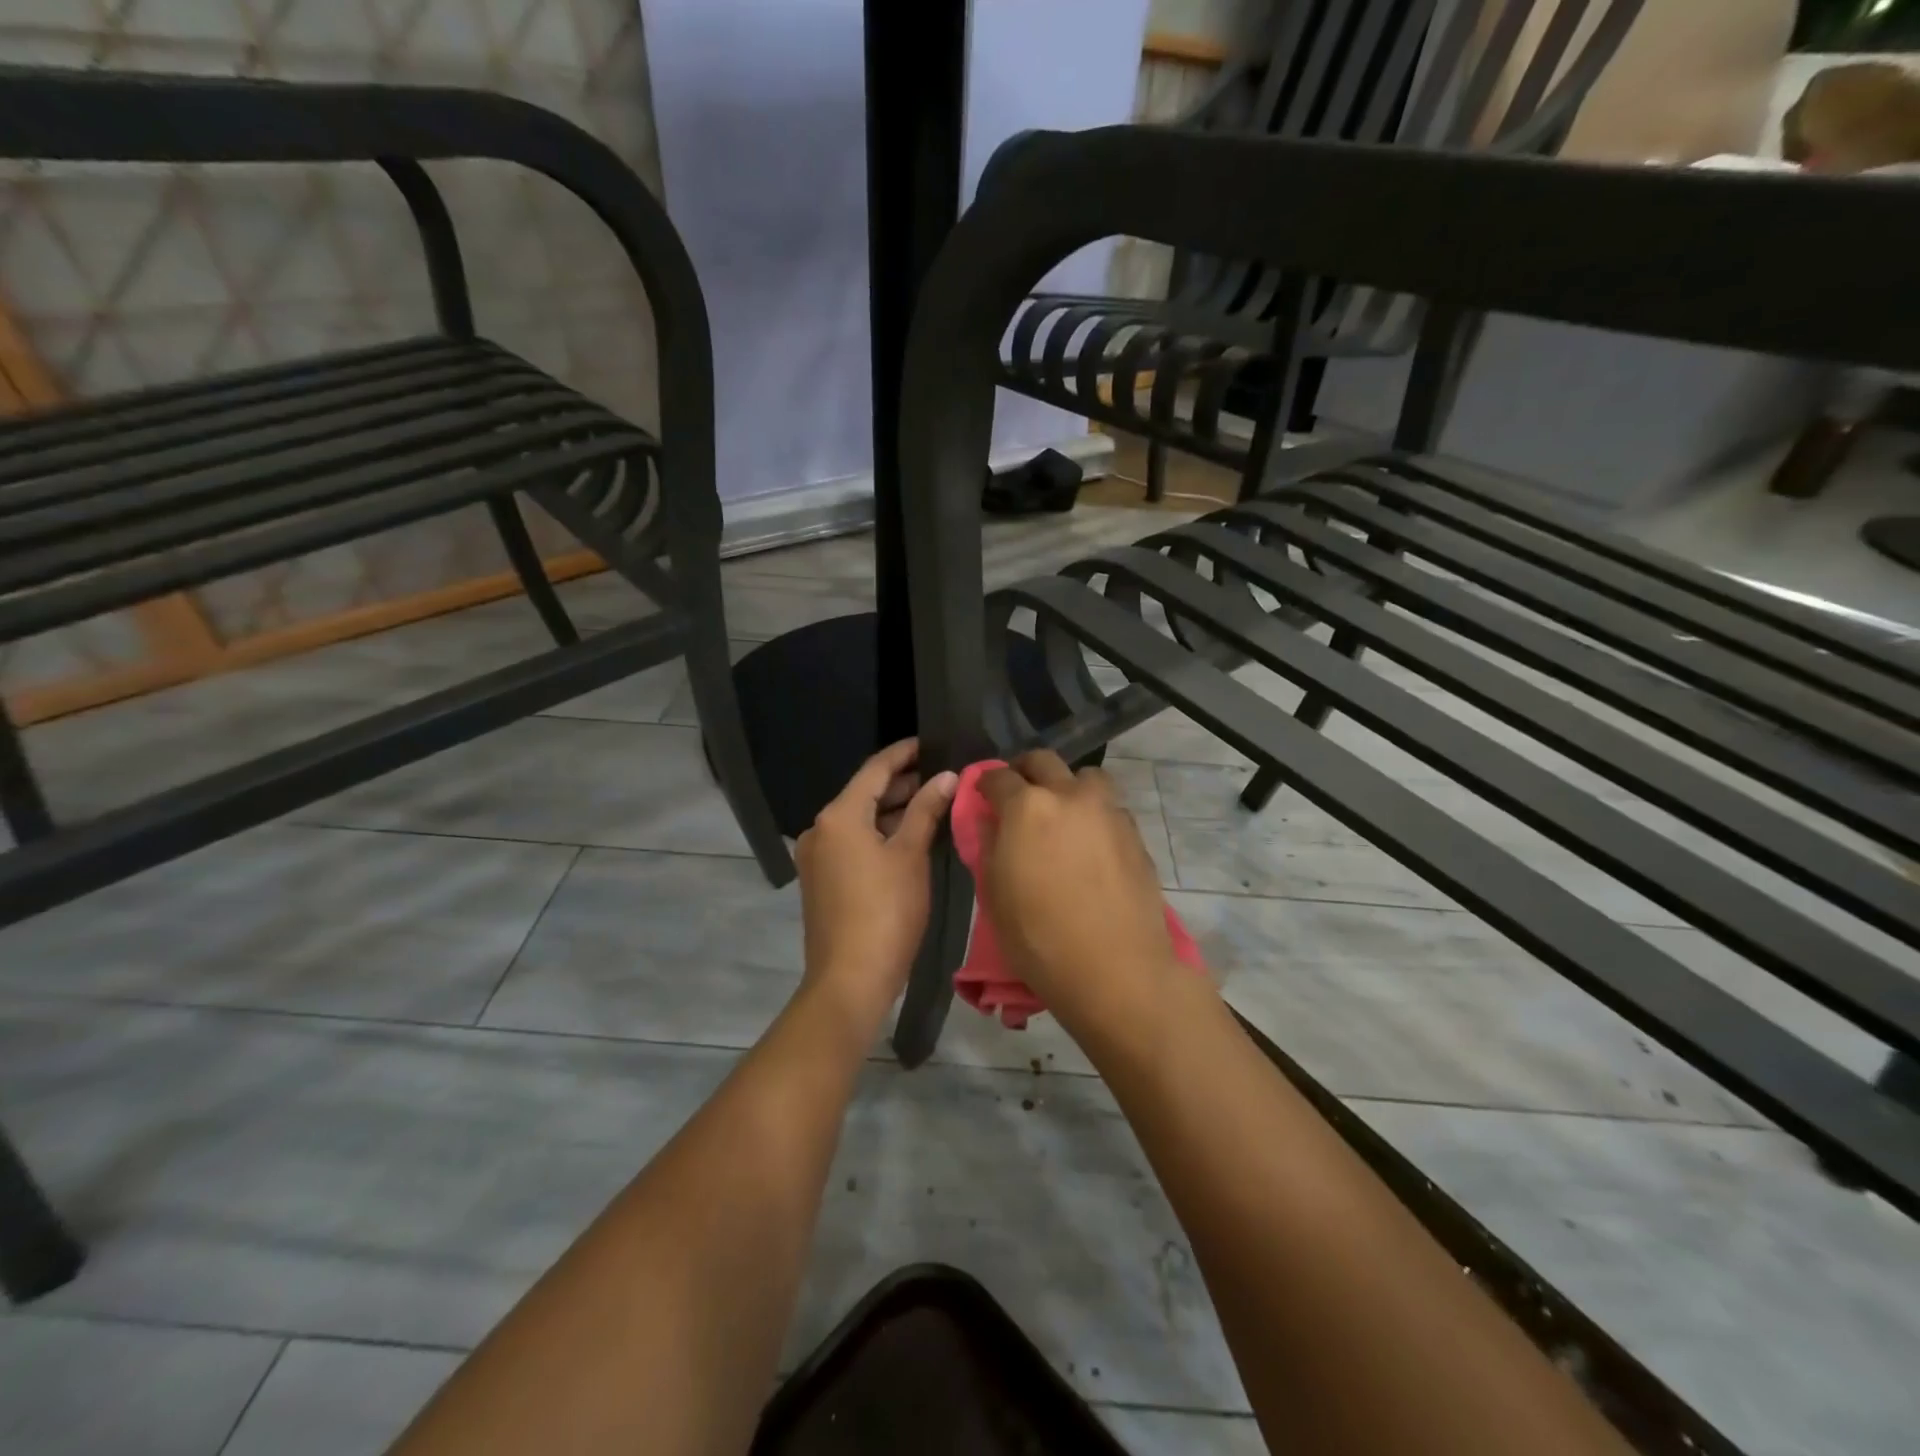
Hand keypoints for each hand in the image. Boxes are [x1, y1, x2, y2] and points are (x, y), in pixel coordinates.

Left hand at [796, 739, 957, 1034]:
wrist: (850, 979)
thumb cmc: (886, 911)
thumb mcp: (911, 855)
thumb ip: (927, 810)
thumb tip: (948, 776)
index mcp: (838, 816)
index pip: (875, 769)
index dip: (904, 753)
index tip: (931, 742)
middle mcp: (820, 829)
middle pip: (864, 794)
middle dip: (902, 784)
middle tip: (942, 776)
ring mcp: (817, 856)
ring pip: (860, 820)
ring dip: (893, 811)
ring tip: (933, 803)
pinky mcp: (822, 880)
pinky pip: (853, 842)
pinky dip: (880, 834)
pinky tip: (909, 837)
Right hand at [978, 751, 1182, 1046]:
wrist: (1116, 969)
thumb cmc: (1040, 938)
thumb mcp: (995, 896)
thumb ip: (989, 848)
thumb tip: (989, 822)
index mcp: (1027, 807)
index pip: (998, 777)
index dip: (985, 783)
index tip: (981, 794)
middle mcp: (1069, 796)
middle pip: (1044, 761)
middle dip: (1025, 770)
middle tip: (1018, 794)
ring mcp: (1108, 812)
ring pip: (1085, 777)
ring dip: (1068, 786)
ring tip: (1062, 814)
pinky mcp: (1135, 834)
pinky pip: (1109, 807)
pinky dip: (1094, 813)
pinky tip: (1089, 844)